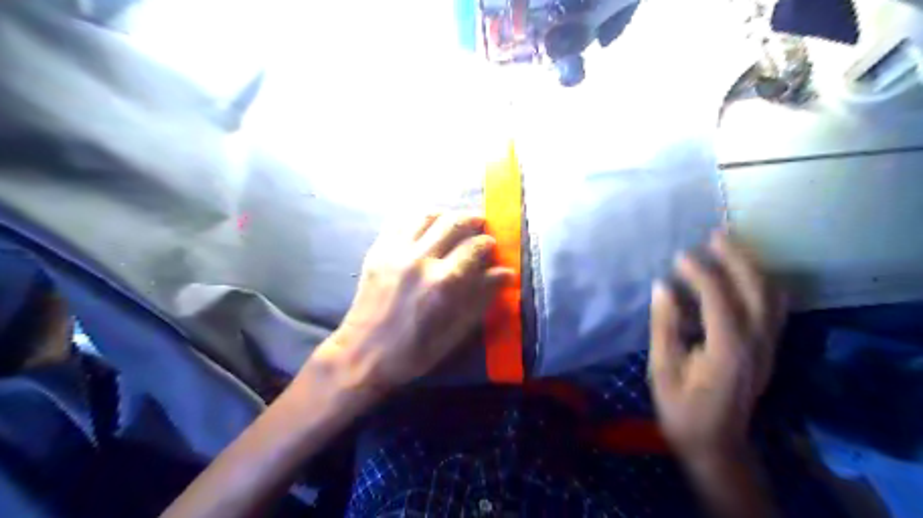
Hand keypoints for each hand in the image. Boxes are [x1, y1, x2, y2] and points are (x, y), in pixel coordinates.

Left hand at [310, 210, 511, 392]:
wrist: (363, 353)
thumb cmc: (415, 350)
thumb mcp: (455, 332)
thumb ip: (481, 298)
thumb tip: (505, 273)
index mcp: (443, 282)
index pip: (474, 247)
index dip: (488, 243)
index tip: (492, 245)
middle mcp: (420, 259)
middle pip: (453, 223)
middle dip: (472, 220)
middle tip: (479, 224)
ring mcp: (395, 251)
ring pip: (426, 215)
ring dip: (445, 214)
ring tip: (454, 221)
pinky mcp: (377, 250)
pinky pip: (400, 221)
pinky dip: (417, 217)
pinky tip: (425, 225)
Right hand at [648, 232, 783, 458]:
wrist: (715, 443)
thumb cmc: (681, 408)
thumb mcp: (663, 369)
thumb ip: (664, 326)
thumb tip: (662, 287)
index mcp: (727, 351)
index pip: (719, 299)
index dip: (700, 273)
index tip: (679, 257)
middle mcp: (757, 344)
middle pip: (757, 289)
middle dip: (737, 258)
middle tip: (714, 236)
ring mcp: (768, 347)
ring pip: (772, 296)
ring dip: (752, 267)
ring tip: (727, 247)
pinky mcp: (768, 349)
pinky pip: (773, 308)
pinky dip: (759, 284)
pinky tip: (740, 276)